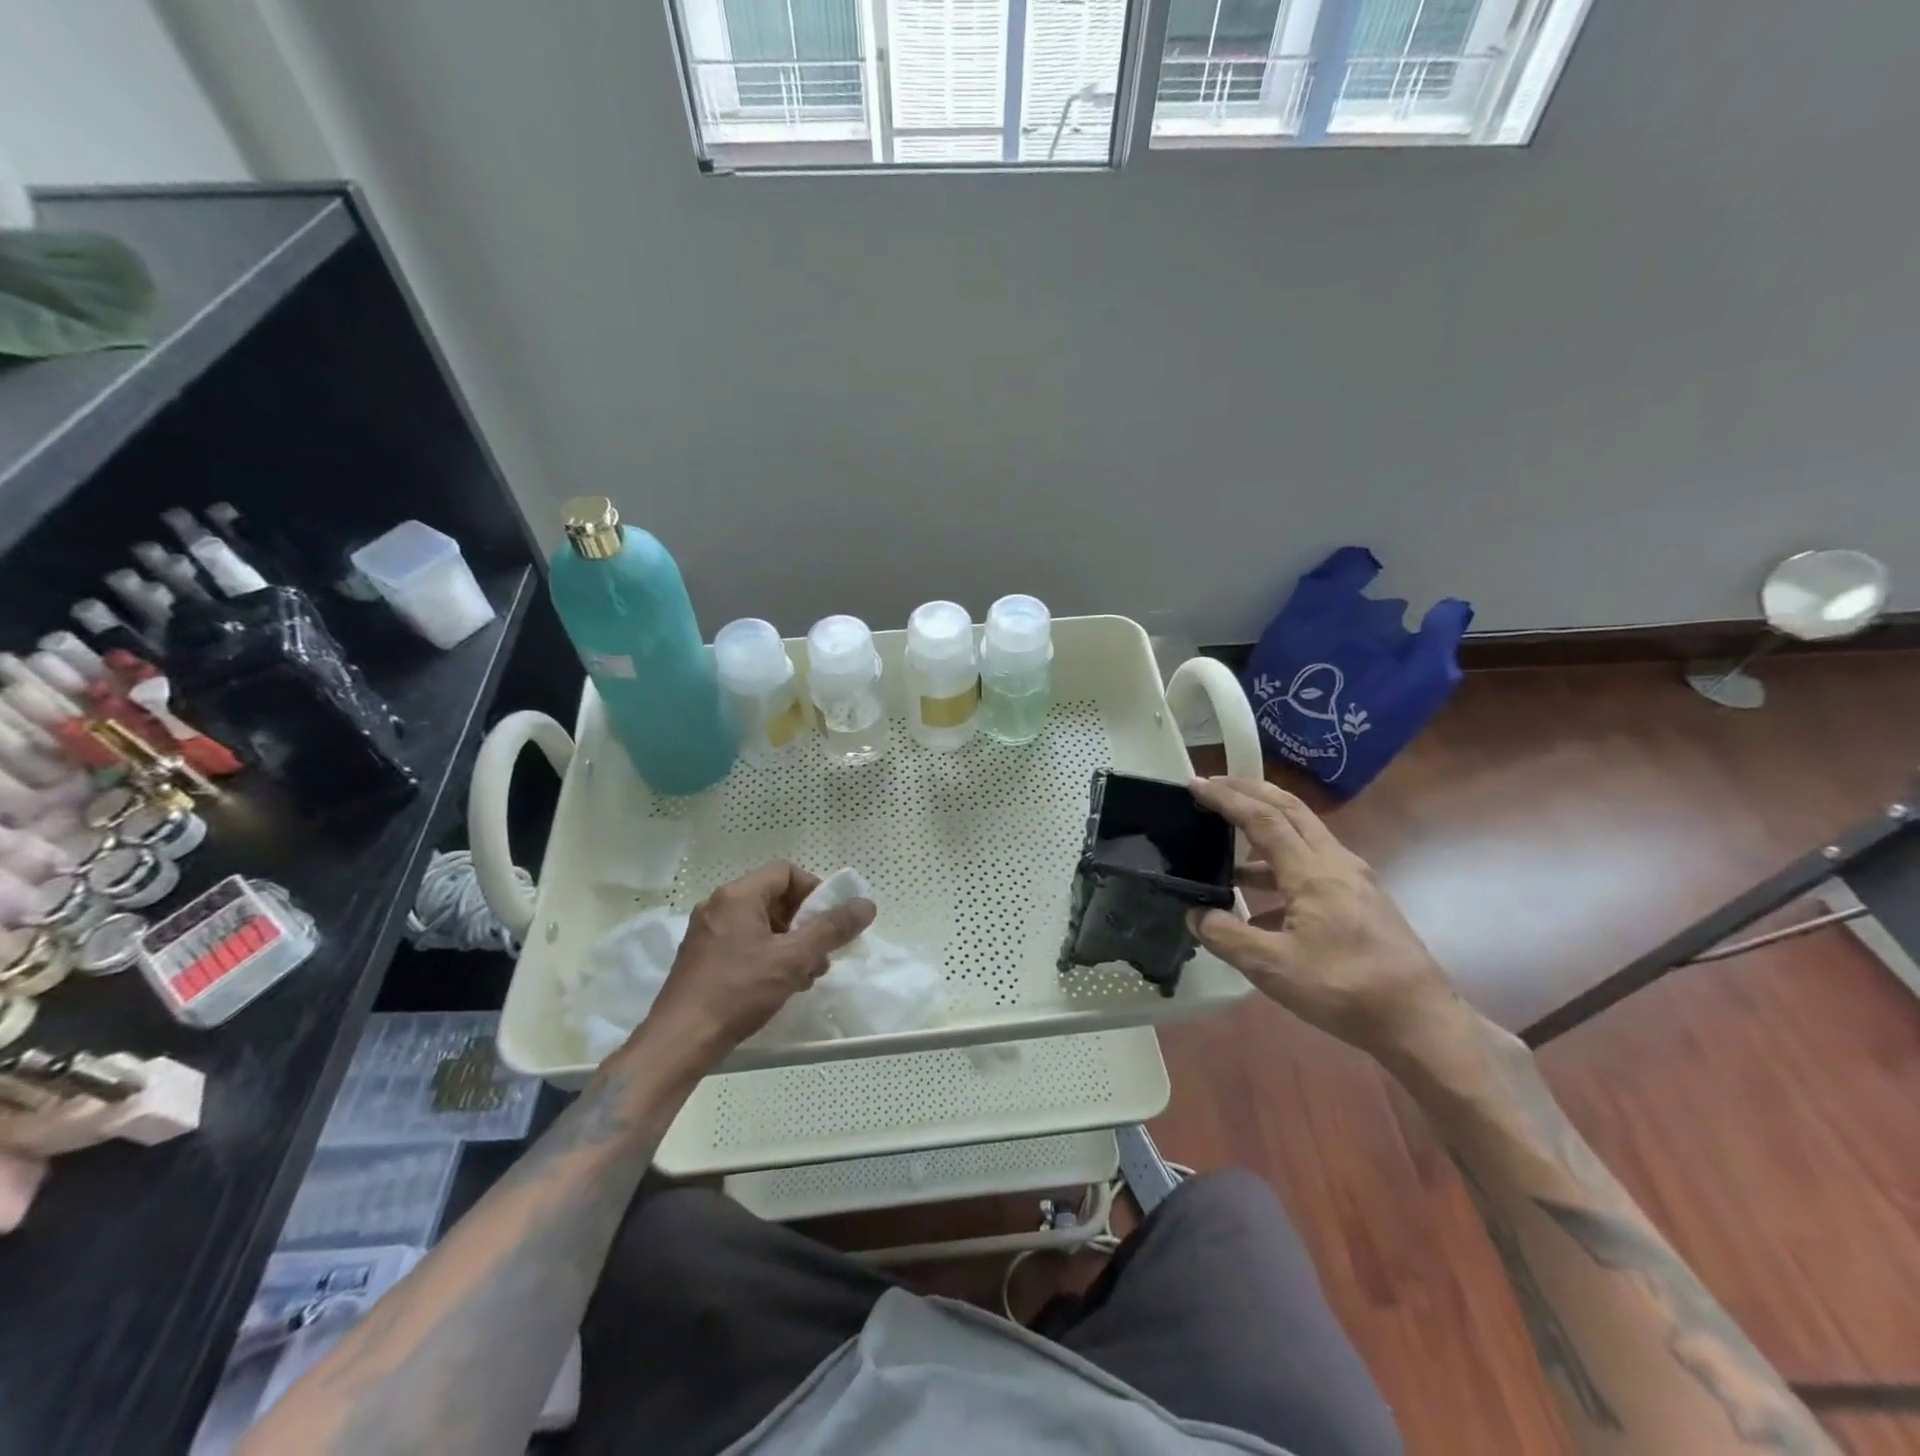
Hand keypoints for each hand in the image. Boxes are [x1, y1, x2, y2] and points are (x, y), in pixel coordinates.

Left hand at [633, 861, 875, 1074]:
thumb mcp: (793, 959)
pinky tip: (780, 985)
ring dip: (790, 943)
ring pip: (761, 924)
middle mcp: (718, 905)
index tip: (831, 920)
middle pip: (774, 898)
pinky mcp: (702, 958)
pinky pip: (744, 942)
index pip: (785, 872)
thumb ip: (831, 929)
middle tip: (823, 953)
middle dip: (805, 923)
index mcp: (737, 896)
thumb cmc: (738, 991)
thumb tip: (866, 905)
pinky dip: (768, 955)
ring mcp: (707, 932)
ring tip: (806, 975)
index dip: (814, 891)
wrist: (680, 1041)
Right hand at [1190, 776, 1462, 1055]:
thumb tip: (1196, 914)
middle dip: (1249, 791)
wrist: (1421, 1021)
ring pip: (1304, 834)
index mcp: (1313, 871)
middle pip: (1290, 809)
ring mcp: (1354, 879)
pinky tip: (1260, 900)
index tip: (1195, 784)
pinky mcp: (1361, 899)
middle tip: (1213, 784)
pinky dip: (1279, 863)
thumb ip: (1227, 936)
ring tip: (1227, 841)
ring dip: (1265, 826)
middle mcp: (1336, 862)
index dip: (1227, 798)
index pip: (1263, 819)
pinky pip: (1313, 863)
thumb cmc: (1345, 988)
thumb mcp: (1273, 968)